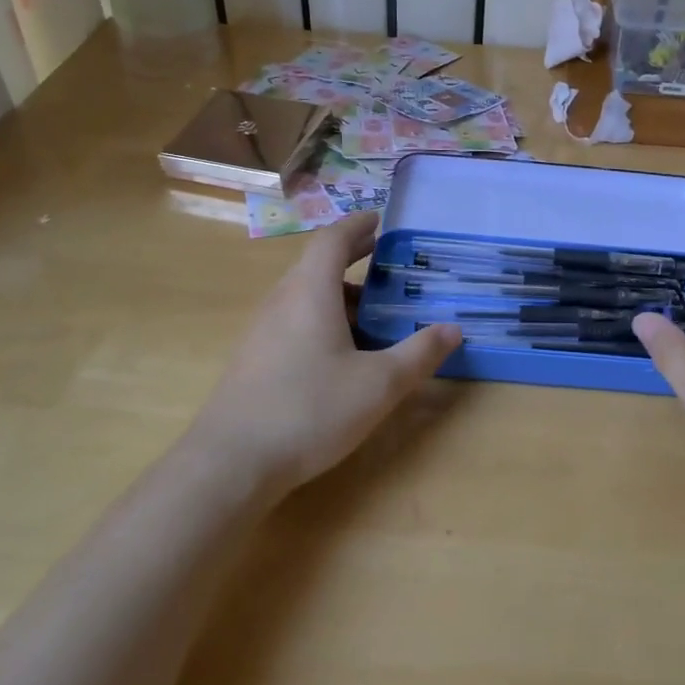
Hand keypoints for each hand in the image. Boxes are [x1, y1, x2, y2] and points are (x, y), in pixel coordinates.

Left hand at [187, 214, 459, 492]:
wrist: (231, 462)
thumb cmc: (310, 410)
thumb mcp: (379, 384)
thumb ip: (419, 353)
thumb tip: (453, 329)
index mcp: (310, 292)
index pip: (332, 239)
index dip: (358, 225)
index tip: (381, 221)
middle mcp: (282, 300)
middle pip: (318, 265)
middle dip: (354, 260)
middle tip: (390, 265)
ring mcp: (262, 330)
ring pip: (305, 295)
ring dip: (340, 294)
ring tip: (374, 313)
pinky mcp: (254, 358)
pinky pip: (294, 320)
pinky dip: (323, 319)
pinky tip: (342, 353)